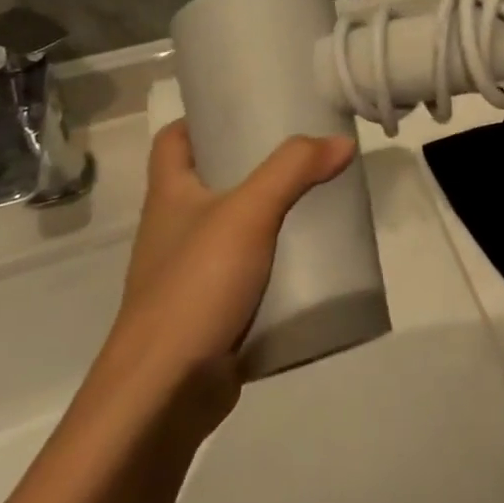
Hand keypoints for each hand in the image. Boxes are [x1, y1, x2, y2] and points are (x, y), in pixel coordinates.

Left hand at [115, 122, 356, 384]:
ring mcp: (189, 276)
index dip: (202, 118)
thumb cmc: (194, 288)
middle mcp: (173, 231)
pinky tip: (310, 259)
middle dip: (250, 163)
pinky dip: (274, 263)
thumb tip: (342, 141)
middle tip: (301, 147)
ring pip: (231, 229)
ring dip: (266, 214)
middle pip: (208, 181)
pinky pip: (246, 275)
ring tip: (315, 196)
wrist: (161, 398)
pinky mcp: (209, 315)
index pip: (173, 140)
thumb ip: (294, 169)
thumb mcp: (248, 212)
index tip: (246, 104)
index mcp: (169, 197)